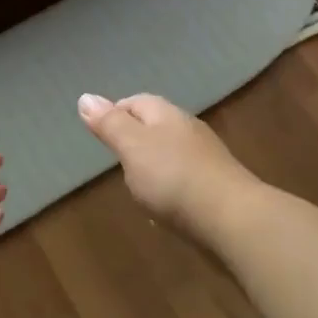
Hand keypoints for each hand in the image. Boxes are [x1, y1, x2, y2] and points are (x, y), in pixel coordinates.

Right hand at [77, 92, 254, 236]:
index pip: (136, 102)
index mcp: (167, 115)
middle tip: (115, 160)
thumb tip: (85, 96)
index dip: (116, 112)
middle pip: (155, 126)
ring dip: (153, 166)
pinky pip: (185, 181)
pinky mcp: (216, 188)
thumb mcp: (132, 147)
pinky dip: (170, 189)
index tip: (100, 132)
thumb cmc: (174, 178)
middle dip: (134, 140)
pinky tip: (163, 209)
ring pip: (171, 154)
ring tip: (135, 186)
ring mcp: (206, 159)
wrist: (232, 220)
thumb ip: (110, 124)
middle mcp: (189, 130)